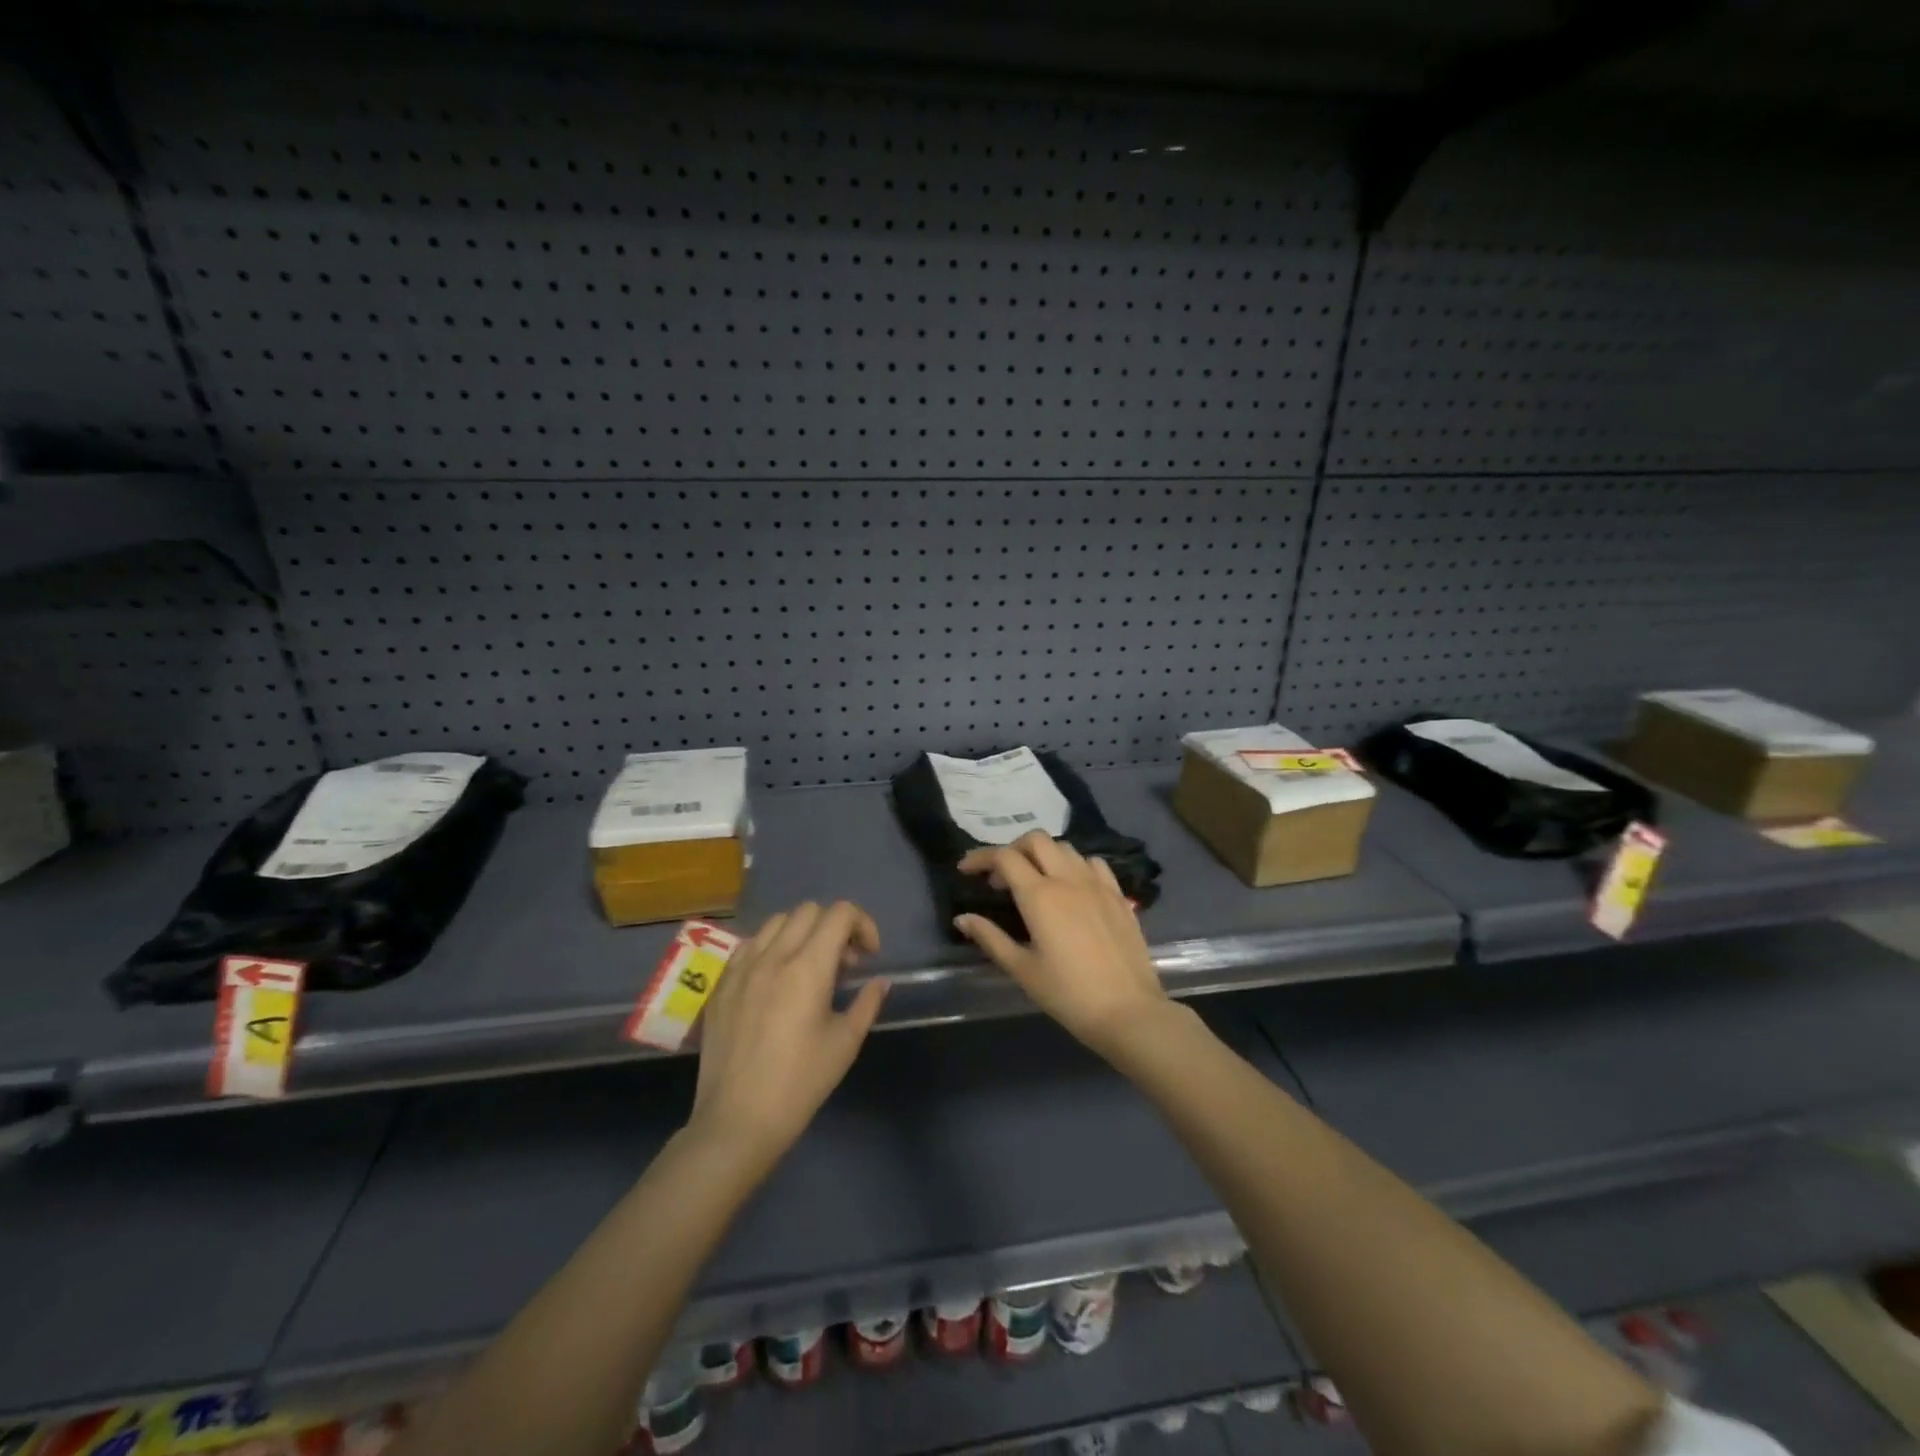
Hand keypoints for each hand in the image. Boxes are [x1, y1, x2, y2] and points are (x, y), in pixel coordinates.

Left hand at [688, 901, 888, 1164]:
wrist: (737, 1121)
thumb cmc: (799, 1084)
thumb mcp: (845, 1044)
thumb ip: (867, 1002)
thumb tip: (879, 981)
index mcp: (807, 968)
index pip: (840, 913)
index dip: (862, 924)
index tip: (869, 956)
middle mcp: (772, 956)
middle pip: (809, 910)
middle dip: (835, 927)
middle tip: (843, 964)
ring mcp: (741, 967)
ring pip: (777, 922)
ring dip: (802, 934)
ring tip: (809, 968)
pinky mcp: (721, 984)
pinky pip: (750, 944)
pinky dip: (771, 947)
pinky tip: (776, 980)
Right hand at [953, 832, 1169, 1055]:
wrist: (1128, 1011)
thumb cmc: (1068, 995)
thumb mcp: (1022, 970)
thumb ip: (990, 938)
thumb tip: (962, 918)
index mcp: (1040, 896)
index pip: (1004, 857)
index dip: (980, 857)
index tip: (966, 870)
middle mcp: (1068, 879)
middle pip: (1035, 840)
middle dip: (1012, 849)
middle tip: (1000, 877)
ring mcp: (1097, 884)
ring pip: (1065, 848)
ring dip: (1042, 855)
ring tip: (1033, 880)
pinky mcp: (1118, 895)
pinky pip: (1093, 863)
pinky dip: (1074, 865)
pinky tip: (1071, 886)